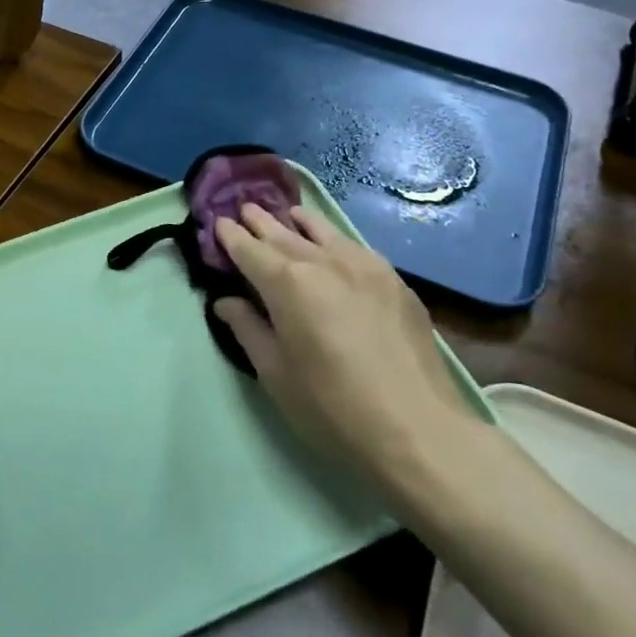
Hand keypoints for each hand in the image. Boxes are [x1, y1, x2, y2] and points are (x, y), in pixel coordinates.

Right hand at [212, 206, 507, 538]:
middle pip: (284, 233)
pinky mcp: (394, 280)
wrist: (417, 428)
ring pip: (324, 232)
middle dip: (261, 221)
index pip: (250, 250)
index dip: (231, 236)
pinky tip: (333, 244)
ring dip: (299, 222)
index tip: (218, 222)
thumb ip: (248, 329)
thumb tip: (227, 302)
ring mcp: (365, 266)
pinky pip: (354, 246)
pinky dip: (333, 238)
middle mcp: (325, 261)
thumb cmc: (331, 407)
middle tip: (245, 208)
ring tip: (287, 214)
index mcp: (288, 283)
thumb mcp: (276, 374)